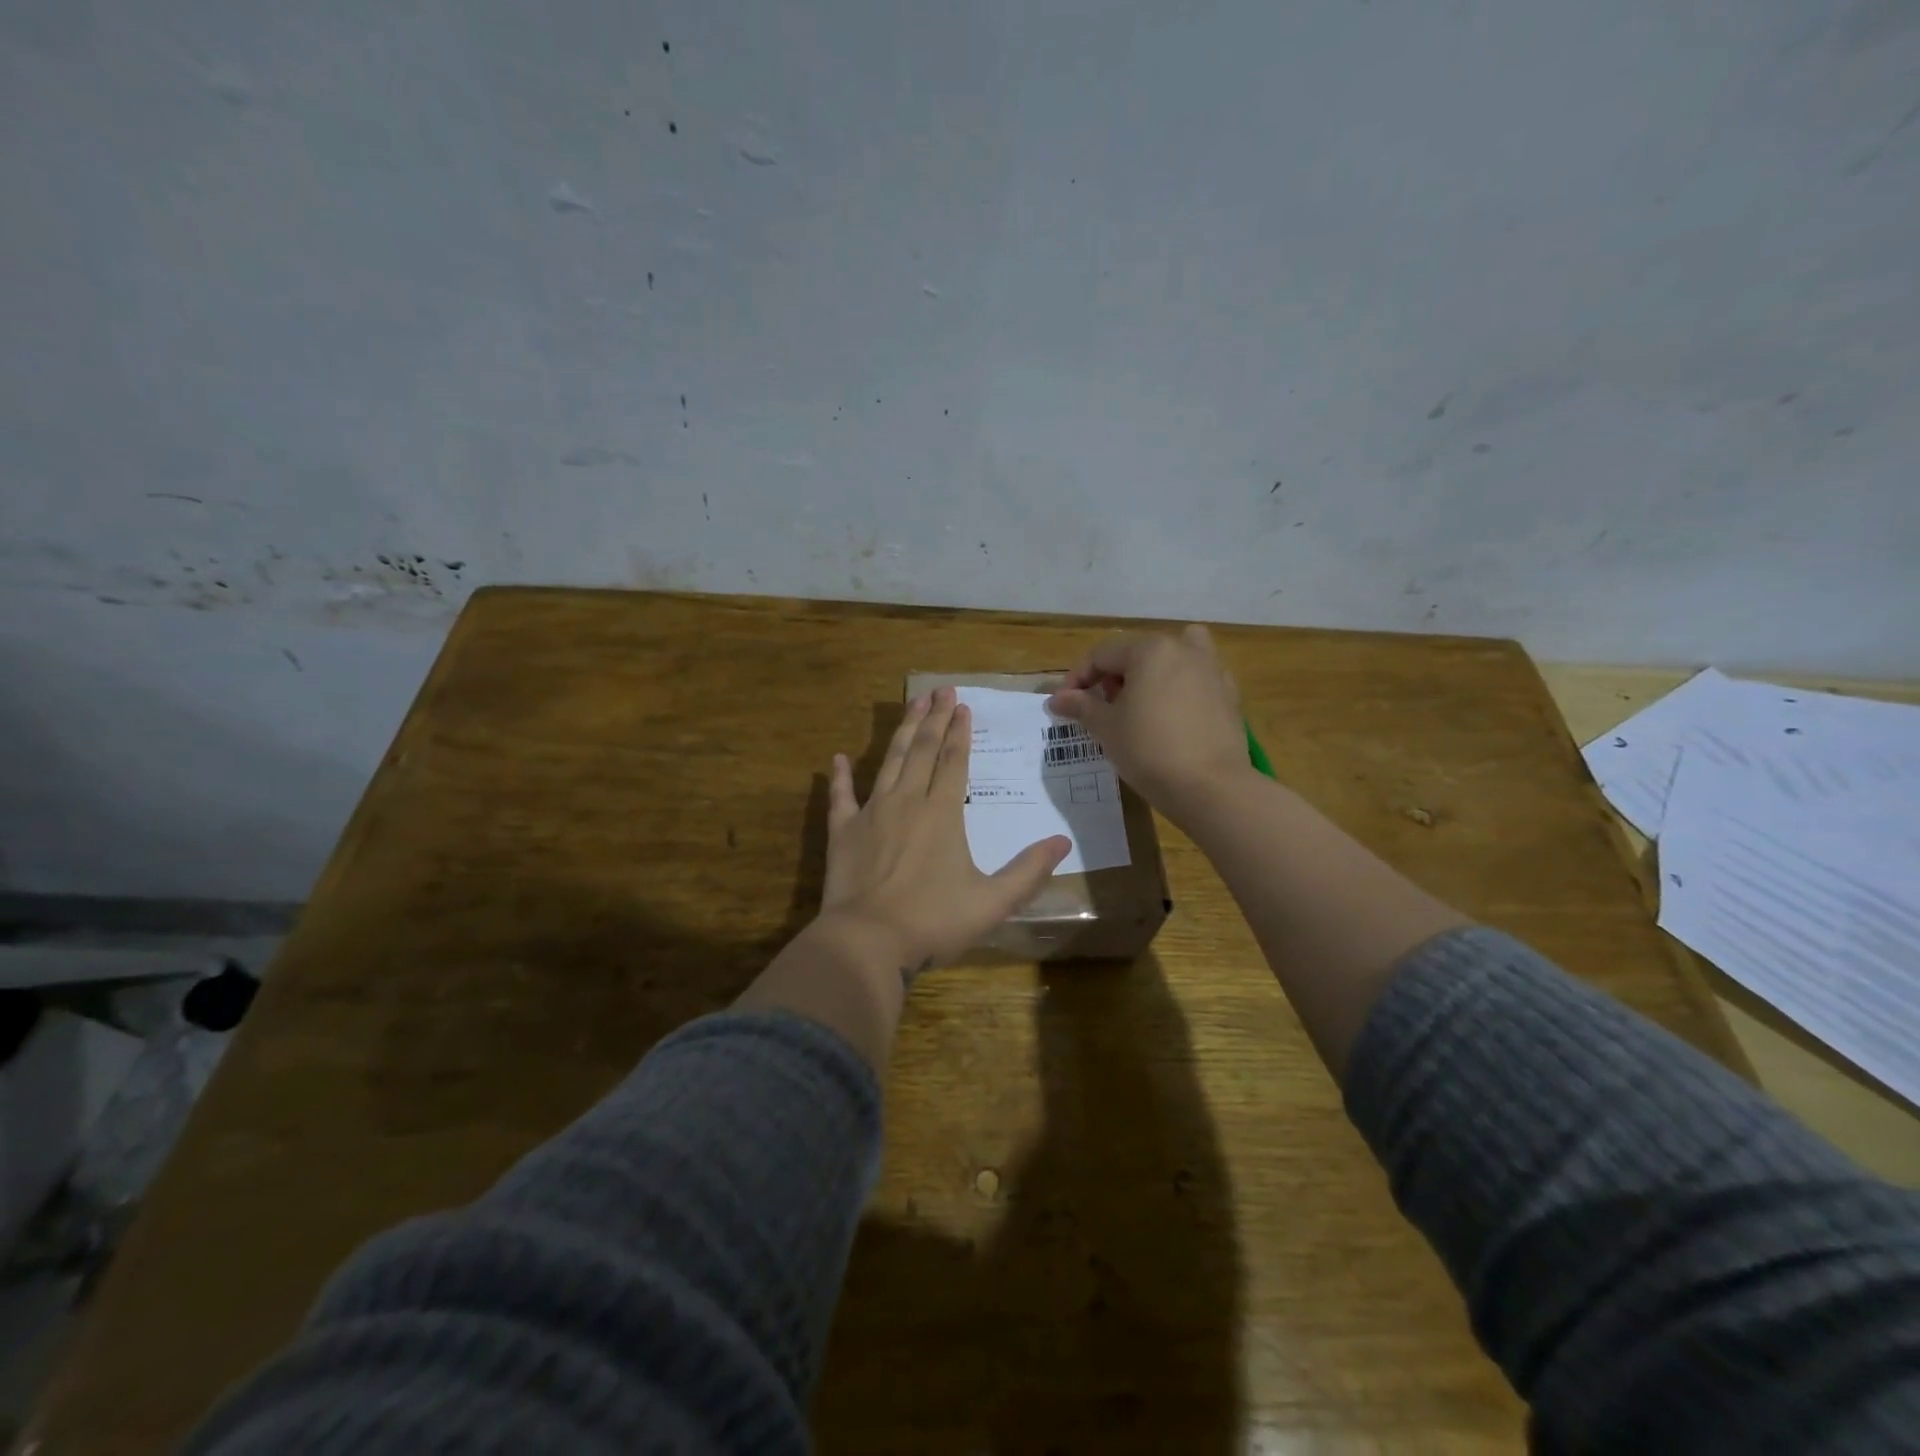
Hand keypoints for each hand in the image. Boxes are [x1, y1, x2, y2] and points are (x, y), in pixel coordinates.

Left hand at [820, 686, 1069, 977]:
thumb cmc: (933, 921)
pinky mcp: (843, 831)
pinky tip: (838, 758)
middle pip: (923, 750)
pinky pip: (842, 796)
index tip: (963, 706)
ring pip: (889, 761)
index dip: (960, 732)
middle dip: (934, 718)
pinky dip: (840, 777)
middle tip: (940, 690)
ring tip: (912, 704)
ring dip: (902, 731)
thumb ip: (1029, 871)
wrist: (867, 941)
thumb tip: (1063, 842)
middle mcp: (907, 801)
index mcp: (943, 813)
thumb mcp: (992, 902)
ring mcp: (872, 812)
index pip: (954, 761)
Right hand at [1045, 624, 1251, 816]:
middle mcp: (1184, 650)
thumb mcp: (1106, 728)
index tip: (1063, 706)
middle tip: (1100, 710)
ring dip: (1150, 674)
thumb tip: (1057, 699)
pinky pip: (1196, 681)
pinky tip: (1171, 718)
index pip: (1101, 654)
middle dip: (1112, 678)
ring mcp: (1212, 671)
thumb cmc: (1149, 750)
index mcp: (1150, 650)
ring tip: (1139, 705)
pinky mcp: (1229, 696)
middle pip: (1136, 653)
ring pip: (1173, 659)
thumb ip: (1081, 706)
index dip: (1076, 679)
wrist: (1211, 788)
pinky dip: (1180, 689)